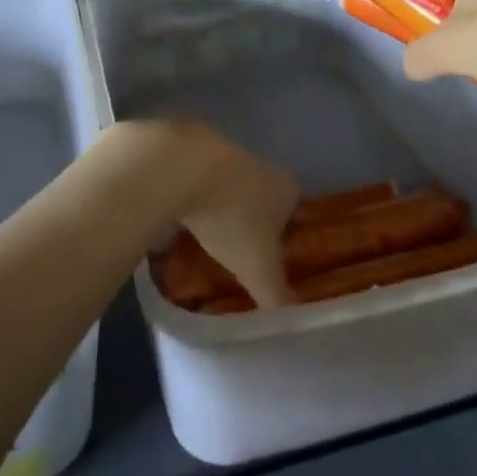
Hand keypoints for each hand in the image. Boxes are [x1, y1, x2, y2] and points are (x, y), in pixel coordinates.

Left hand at [122, 118, 299, 309]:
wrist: (184, 167)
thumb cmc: (233, 218)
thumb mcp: (258, 268)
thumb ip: (276, 296)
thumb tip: (292, 322)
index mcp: (287, 189)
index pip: (295, 213)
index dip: (286, 238)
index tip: (271, 262)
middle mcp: (263, 166)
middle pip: (263, 200)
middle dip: (253, 225)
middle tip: (239, 257)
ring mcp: (227, 155)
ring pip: (231, 190)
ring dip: (222, 211)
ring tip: (208, 243)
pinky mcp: (193, 153)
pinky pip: (200, 184)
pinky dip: (195, 201)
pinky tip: (181, 222)